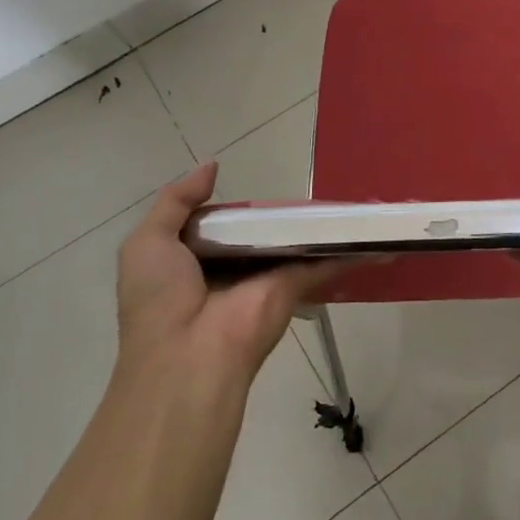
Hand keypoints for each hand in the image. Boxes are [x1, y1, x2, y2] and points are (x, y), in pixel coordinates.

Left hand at [116, 162, 344, 386]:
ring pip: (294, 242)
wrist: (189, 354)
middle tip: (304, 184)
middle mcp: (233, 268)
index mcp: (195, 259)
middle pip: (261, 231)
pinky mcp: (296, 285)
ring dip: (317, 223)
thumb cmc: (160, 297)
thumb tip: (212, 166)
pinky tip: (372, 231)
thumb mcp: (147, 242)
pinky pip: (324, 261)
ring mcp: (267, 276)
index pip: (220, 224)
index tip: (255, 185)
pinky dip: (348, 247)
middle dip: (279, 212)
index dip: (234, 206)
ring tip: (346, 194)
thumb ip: (176, 201)